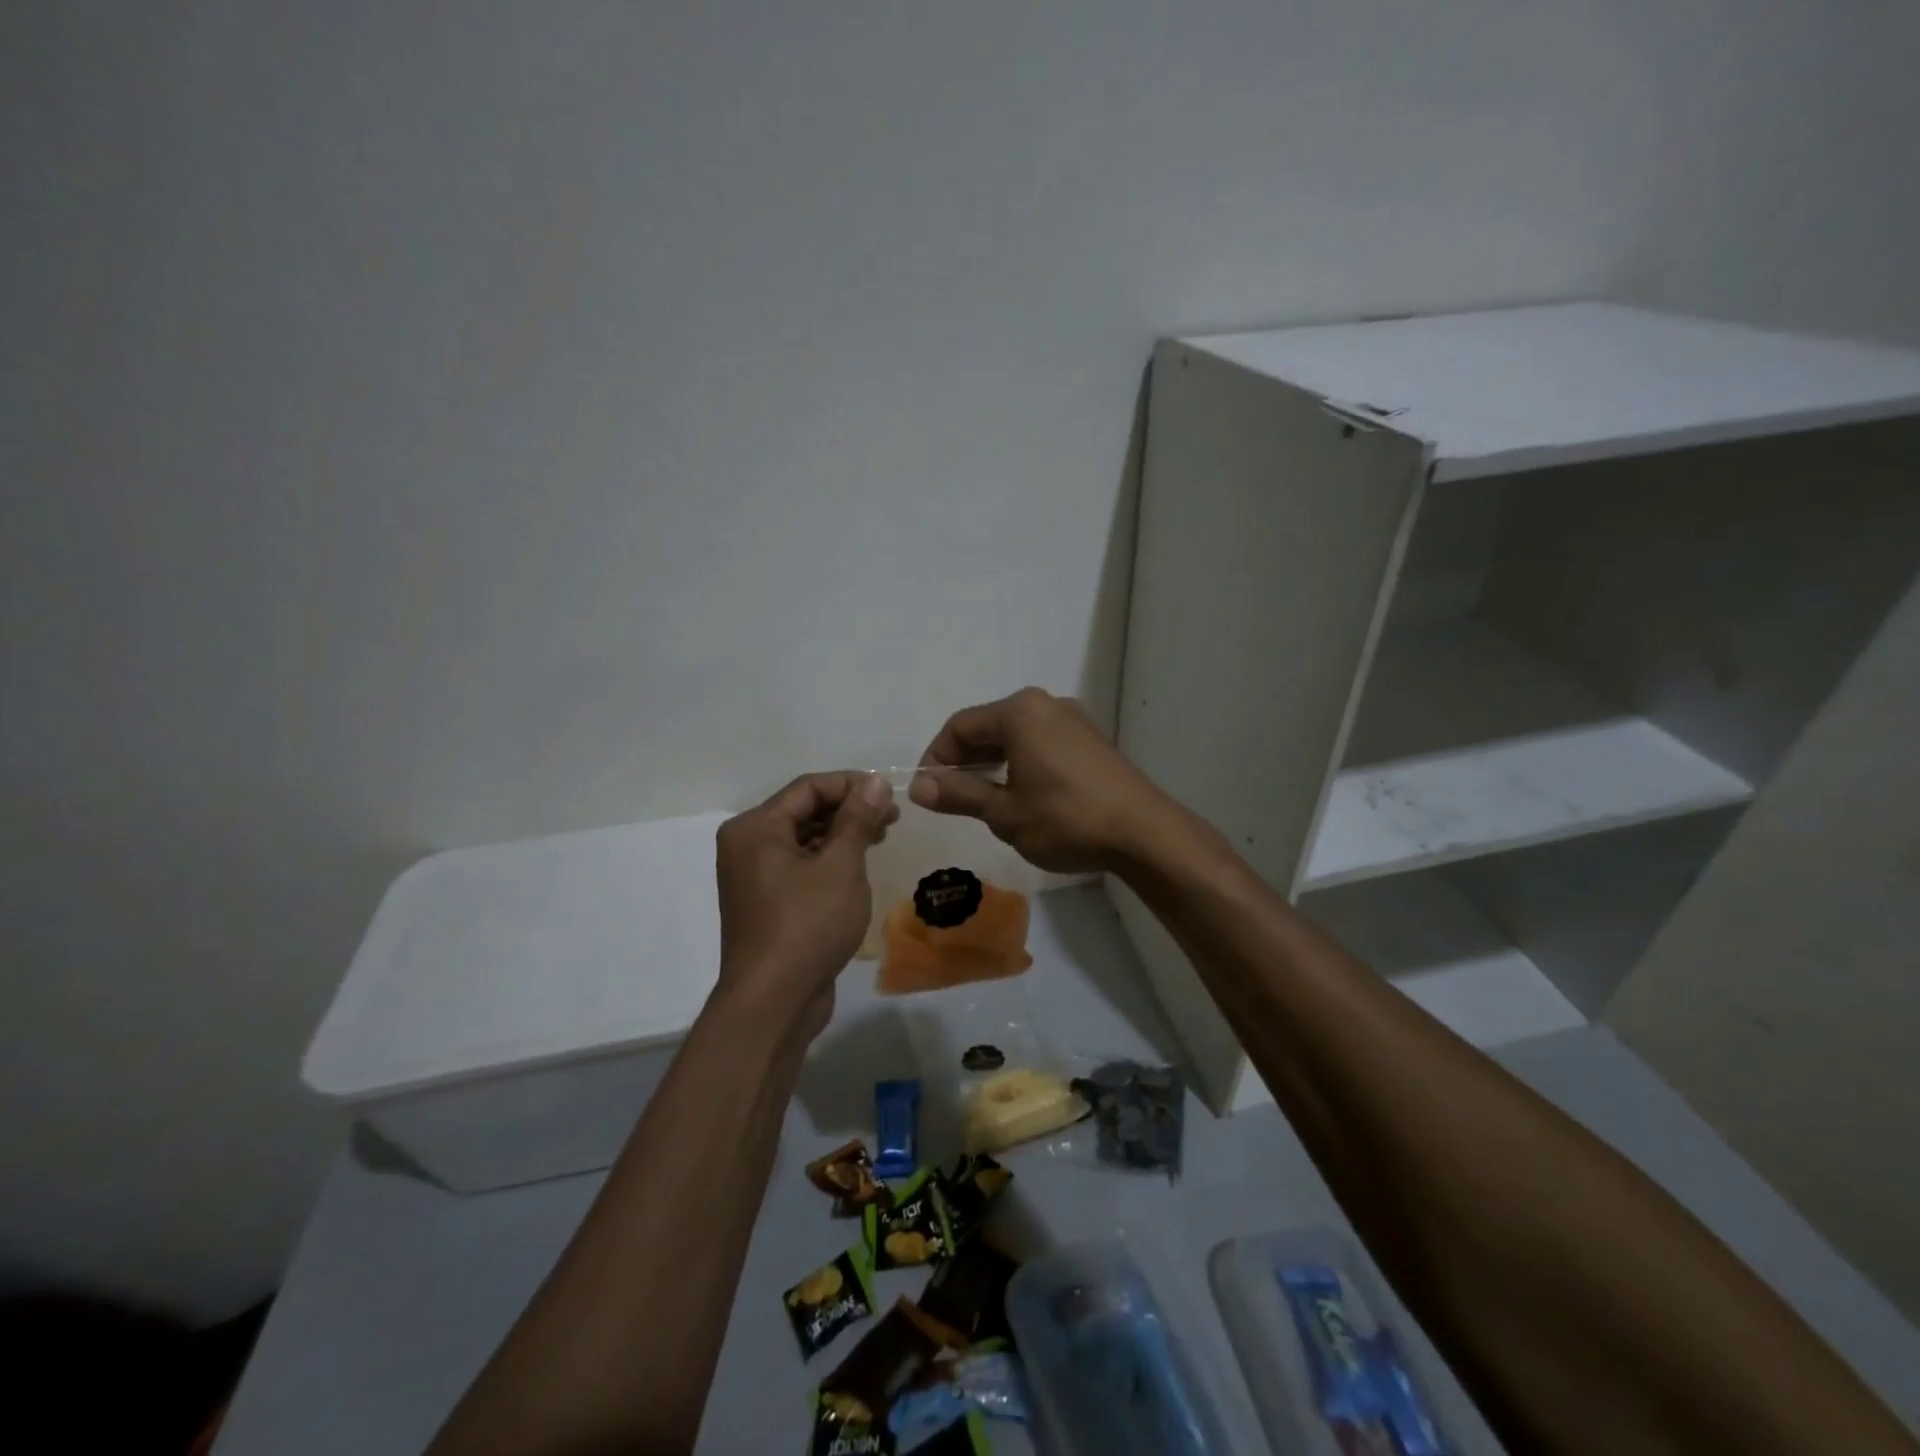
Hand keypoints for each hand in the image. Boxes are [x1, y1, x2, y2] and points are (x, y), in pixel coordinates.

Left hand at [714, 772, 896, 1039]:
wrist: (774, 1002)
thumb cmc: (807, 925)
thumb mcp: (841, 866)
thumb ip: (858, 819)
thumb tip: (874, 782)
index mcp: (755, 828)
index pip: (808, 787)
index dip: (851, 784)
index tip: (890, 793)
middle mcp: (747, 845)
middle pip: (804, 810)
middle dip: (849, 809)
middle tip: (892, 817)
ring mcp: (755, 877)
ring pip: (804, 839)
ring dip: (842, 834)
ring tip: (881, 837)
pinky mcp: (768, 903)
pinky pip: (800, 866)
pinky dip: (829, 860)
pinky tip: (858, 867)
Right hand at [909, 687, 1178, 873]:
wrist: (1144, 833)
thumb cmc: (1066, 820)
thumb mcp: (1004, 813)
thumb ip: (959, 795)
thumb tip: (918, 788)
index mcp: (1019, 712)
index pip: (959, 727)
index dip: (937, 758)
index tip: (930, 792)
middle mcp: (1045, 703)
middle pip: (988, 725)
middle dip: (965, 760)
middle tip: (955, 798)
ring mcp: (1073, 718)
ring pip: (1016, 734)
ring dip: (993, 761)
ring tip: (987, 799)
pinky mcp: (1091, 737)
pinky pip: (1041, 740)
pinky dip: (1021, 761)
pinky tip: (1024, 793)